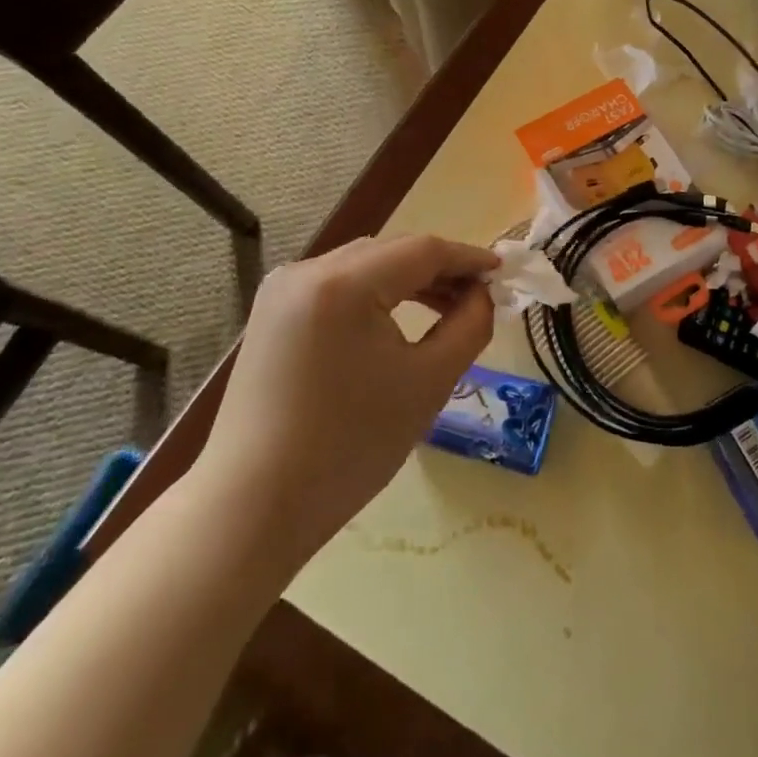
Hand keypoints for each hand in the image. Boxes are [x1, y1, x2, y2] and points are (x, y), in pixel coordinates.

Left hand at [192, 235, 497, 560]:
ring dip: (408, 280)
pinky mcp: (272, 313)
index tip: (504, 272)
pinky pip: (337, 285)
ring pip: (364, 265)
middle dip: (440, 269)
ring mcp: (282, 290)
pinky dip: (375, 294)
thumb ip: (469, 325)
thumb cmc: (350, 446)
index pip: (422, 250)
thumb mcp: (429, 382)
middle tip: (480, 295)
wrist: (253, 506)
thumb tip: (482, 293)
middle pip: (391, 252)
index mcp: (343, 283)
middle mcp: (306, 270)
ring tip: (447, 307)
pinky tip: (397, 318)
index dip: (469, 258)